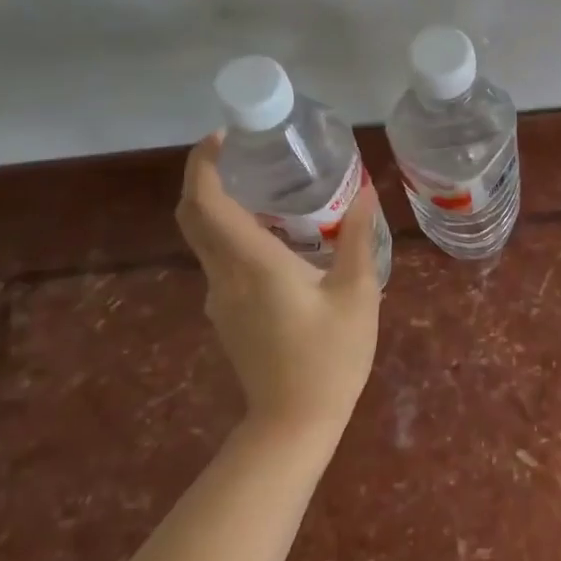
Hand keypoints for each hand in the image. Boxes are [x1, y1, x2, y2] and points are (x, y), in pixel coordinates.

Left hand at [176, 133, 382, 442]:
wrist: (294, 423)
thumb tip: (366, 193)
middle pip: (194, 216)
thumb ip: (357, 239)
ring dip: (223, 207)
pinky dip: (235, 235)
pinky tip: (277, 239)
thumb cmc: (330, 357)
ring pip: (205, 240)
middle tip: (244, 154)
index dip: (203, 165)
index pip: (206, 203)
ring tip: (268, 190)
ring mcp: (220, 299)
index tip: (224, 138)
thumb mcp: (356, 294)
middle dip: (206, 177)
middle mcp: (225, 276)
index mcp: (253, 264)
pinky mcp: (227, 316)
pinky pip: (221, 261)